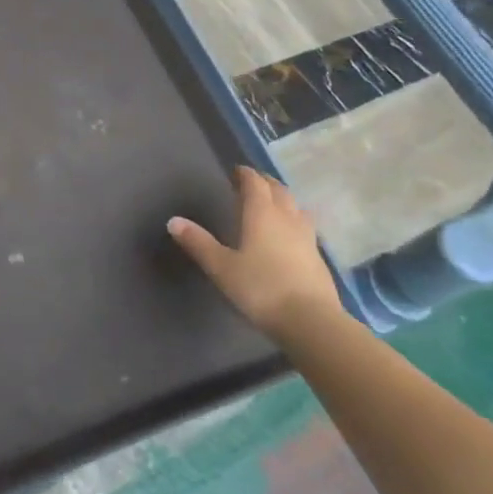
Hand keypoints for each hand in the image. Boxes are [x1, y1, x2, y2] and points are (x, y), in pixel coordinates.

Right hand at [168, 166, 340, 338]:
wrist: (311, 322)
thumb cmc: (260, 288)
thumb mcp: (221, 267)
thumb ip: (198, 242)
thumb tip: (173, 220)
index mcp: (262, 214)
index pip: (255, 183)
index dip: (245, 174)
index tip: (237, 171)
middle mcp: (287, 219)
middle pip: (279, 191)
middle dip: (265, 183)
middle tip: (253, 183)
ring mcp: (308, 238)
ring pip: (297, 208)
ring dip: (284, 201)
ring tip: (274, 205)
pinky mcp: (319, 258)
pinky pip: (306, 229)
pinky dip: (295, 223)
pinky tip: (290, 237)